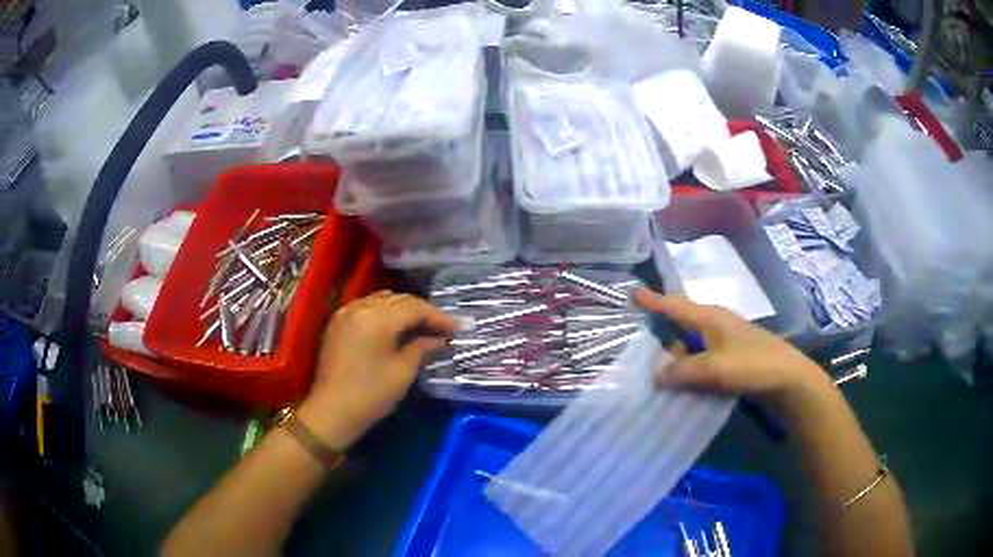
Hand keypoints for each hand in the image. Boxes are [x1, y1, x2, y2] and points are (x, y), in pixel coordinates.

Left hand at [297, 290, 456, 449]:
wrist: (331, 412)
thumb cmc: (370, 396)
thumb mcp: (402, 372)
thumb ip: (423, 347)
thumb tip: (441, 338)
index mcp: (376, 319)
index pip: (414, 307)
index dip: (438, 316)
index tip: (457, 328)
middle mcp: (359, 307)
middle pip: (398, 299)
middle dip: (422, 312)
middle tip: (443, 327)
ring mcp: (345, 313)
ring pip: (382, 301)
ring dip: (403, 310)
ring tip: (422, 327)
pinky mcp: (337, 323)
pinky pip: (366, 308)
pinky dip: (384, 313)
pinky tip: (395, 328)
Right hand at [634, 287, 829, 402]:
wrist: (789, 380)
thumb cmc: (752, 366)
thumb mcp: (714, 369)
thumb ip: (682, 371)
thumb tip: (656, 373)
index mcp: (710, 317)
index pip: (675, 305)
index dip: (653, 300)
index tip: (632, 293)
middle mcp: (716, 325)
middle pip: (681, 324)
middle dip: (661, 333)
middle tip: (638, 347)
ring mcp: (726, 342)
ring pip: (691, 345)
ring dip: (675, 357)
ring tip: (655, 372)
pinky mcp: (732, 359)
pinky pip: (702, 360)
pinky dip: (689, 369)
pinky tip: (682, 383)